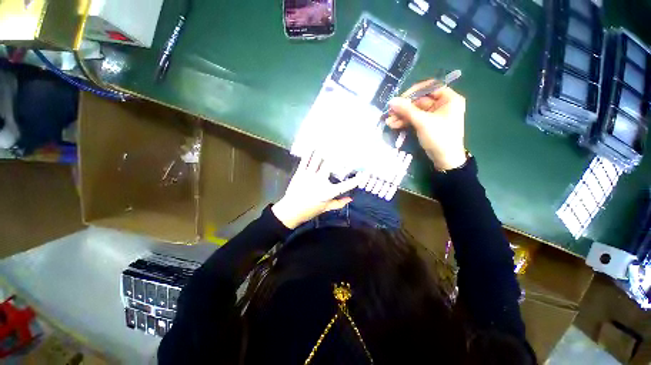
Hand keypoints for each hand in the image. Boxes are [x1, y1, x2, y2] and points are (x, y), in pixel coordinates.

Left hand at [272, 152, 360, 228]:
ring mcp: (309, 176)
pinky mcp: (300, 173)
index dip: (355, 180)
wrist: (291, 211)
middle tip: (344, 147)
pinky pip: (306, 160)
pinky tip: (313, 146)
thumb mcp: (326, 208)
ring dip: (324, 150)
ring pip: (318, 159)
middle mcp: (320, 182)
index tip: (363, 174)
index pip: (345, 186)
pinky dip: (310, 152)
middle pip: (331, 165)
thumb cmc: (310, 210)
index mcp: (328, 192)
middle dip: (338, 155)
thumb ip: (339, 203)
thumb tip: (351, 198)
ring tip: (328, 141)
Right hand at [386, 82, 466, 170]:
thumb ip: (407, 110)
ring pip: (415, 111)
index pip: (430, 87)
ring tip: (389, 121)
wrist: (445, 159)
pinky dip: (405, 122)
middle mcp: (442, 104)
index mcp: (449, 99)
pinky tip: (393, 125)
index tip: (400, 99)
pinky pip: (415, 119)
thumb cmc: (439, 137)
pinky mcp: (427, 124)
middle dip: (404, 108)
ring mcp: (434, 115)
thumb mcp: (422, 122)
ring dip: (402, 116)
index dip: (413, 92)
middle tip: (390, 112)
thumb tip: (391, 101)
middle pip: (419, 101)